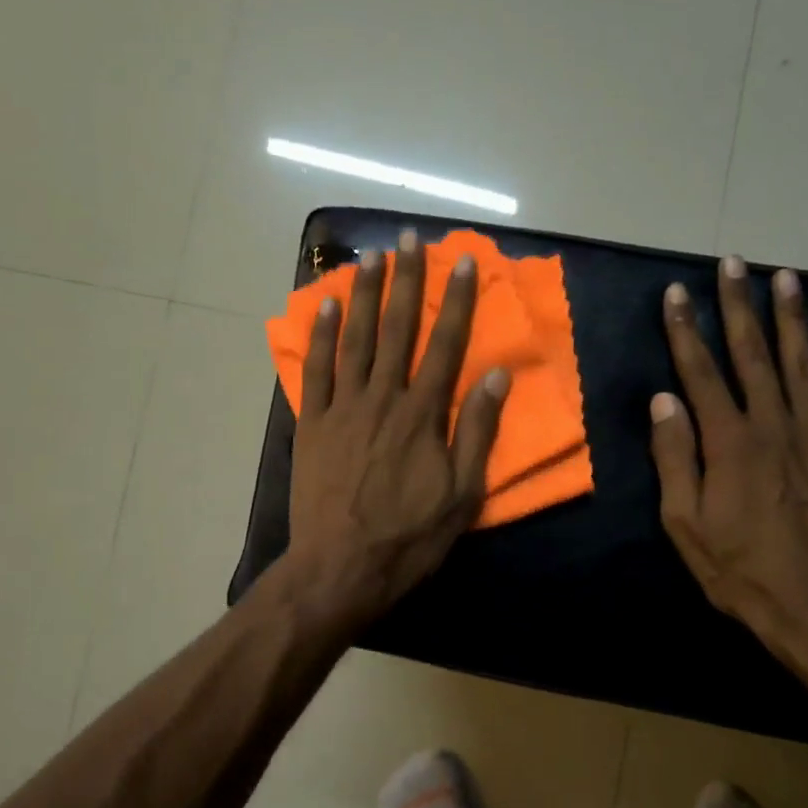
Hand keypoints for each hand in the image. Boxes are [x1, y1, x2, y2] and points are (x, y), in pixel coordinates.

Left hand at [286, 230, 508, 627]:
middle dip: (405, 280)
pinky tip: (324, 306)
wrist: (339, 568)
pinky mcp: (312, 423)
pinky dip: (320, 336)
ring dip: (362, 295)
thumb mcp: (462, 495)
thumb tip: (495, 377)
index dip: (456, 300)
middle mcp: (383, 398)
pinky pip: (316, 370)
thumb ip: (477, 432)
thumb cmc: (408, 537)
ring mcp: (342, 408)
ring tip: (369, 257)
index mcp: (423, 415)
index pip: (445, 345)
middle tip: (408, 239)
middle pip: (397, 329)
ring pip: (354, 339)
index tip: (462, 262)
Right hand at [650, 259, 807, 641]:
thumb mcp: (685, 524)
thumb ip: (674, 458)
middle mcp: (774, 427)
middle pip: (753, 356)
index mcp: (730, 444)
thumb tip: (663, 401)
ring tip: (786, 276)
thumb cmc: (741, 571)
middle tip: (733, 262)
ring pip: (803, 366)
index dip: (686, 330)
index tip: (676, 293)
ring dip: (793, 319)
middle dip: (739, 306)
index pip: (701, 373)